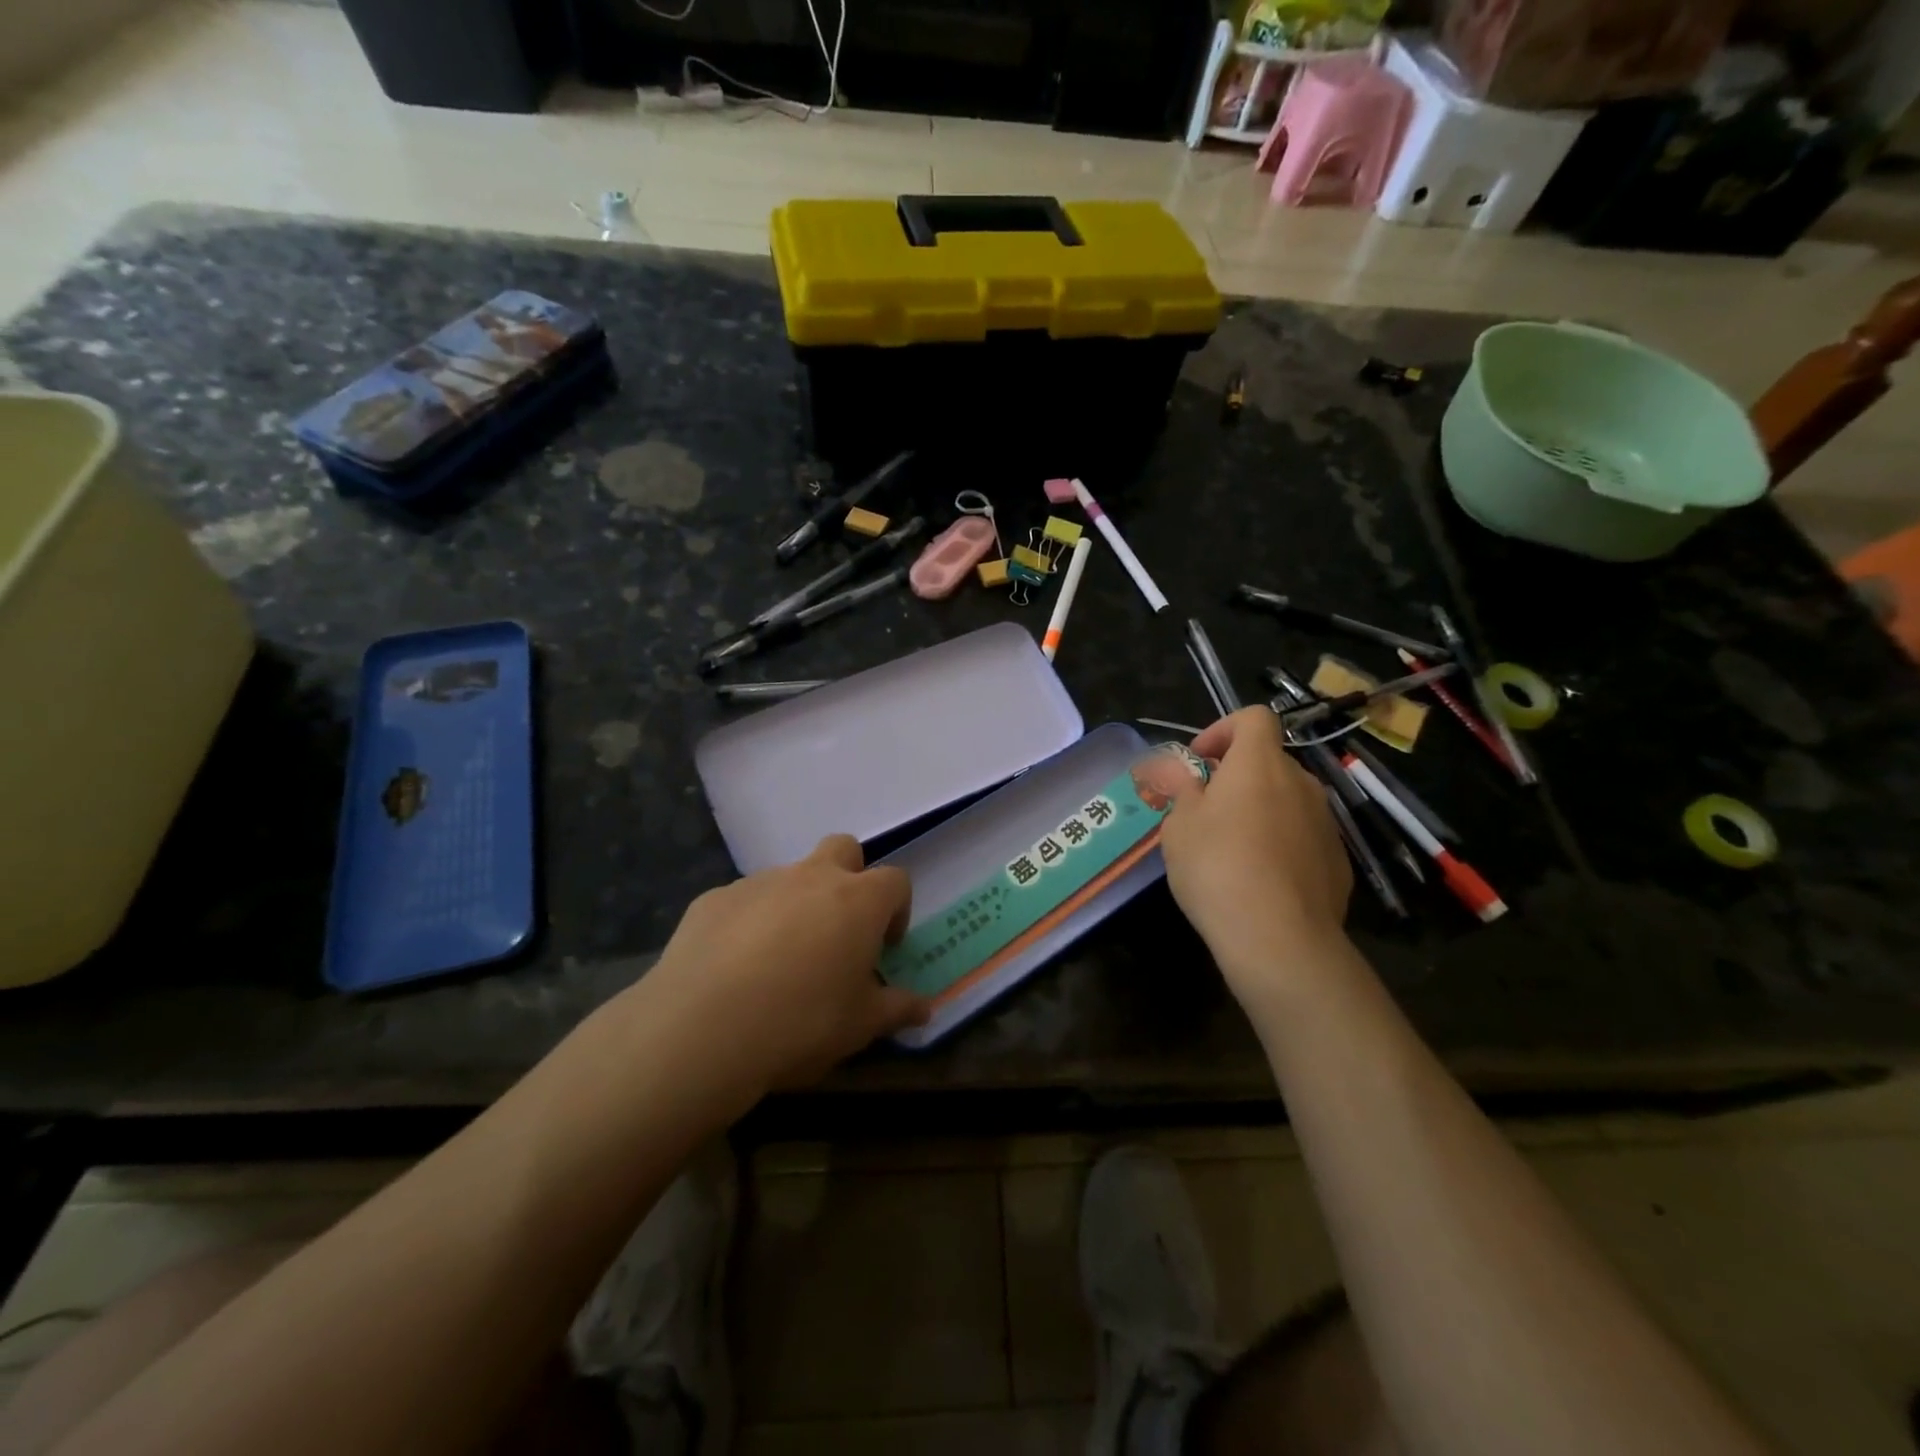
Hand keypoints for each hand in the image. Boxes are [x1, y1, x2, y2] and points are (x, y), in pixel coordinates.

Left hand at [637, 835, 929, 1097]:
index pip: (895, 881)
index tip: (885, 946)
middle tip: (839, 928)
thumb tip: (925, 1008)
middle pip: (843, 849)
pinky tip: (733, 969)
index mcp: (857, 901)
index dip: (897, 910)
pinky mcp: (713, 898)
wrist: (702, 1028)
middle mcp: (811, 877)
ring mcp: (759, 883)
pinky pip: (743, 901)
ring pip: (789, 877)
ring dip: (795, 905)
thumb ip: (897, 1010)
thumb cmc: (801, 1023)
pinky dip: (748, 923)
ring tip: (779, 961)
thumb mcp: (860, 1027)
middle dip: (849, 877)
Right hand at [1158, 707, 1352, 1003]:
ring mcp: (1325, 823)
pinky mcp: (1337, 861)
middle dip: (1235, 776)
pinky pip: (1302, 836)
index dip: (1222, 729)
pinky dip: (1280, 843)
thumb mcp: (1179, 826)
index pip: (1253, 718)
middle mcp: (1300, 783)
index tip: (1199, 761)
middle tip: (1204, 810)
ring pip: (1286, 800)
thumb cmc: (1217, 868)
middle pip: (1268, 762)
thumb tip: (1178, 770)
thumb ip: (1180, 789)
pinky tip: (1259, 880)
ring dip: (1258, 810)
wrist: (1279, 938)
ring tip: (1229, 849)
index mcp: (1260, 764)